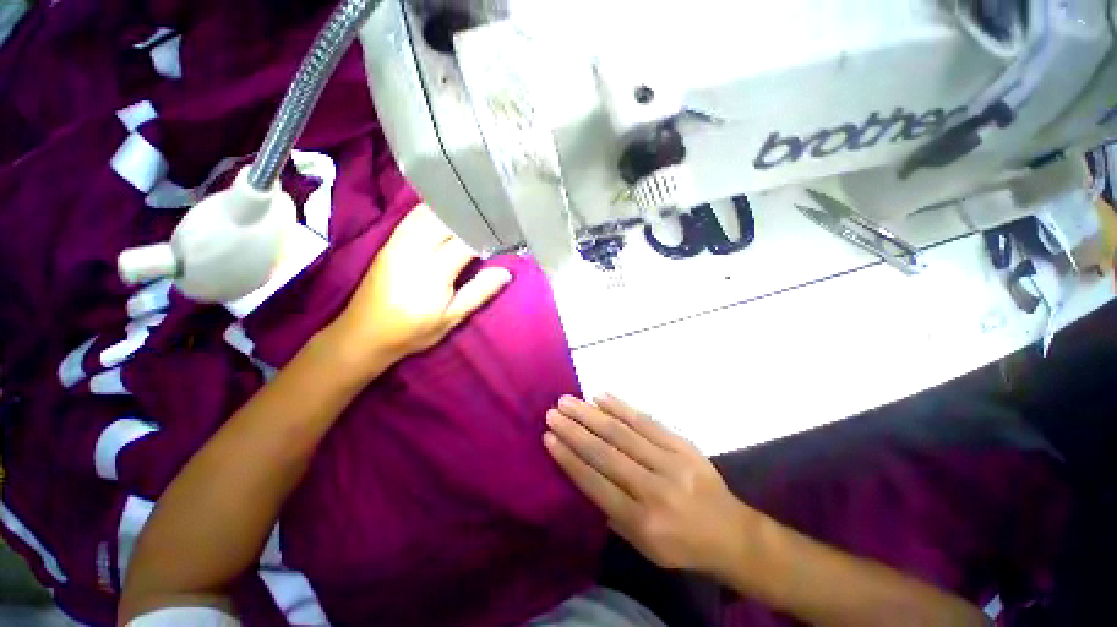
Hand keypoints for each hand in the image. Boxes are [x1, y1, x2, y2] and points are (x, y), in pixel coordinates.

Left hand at [328, 204, 511, 369]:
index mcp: (433, 272)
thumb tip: (505, 273)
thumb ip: (479, 293)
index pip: (465, 241)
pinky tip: (445, 214)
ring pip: (427, 212)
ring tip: (472, 213)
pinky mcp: (389, 242)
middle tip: (491, 220)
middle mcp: (414, 250)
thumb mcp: (452, 318)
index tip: (504, 234)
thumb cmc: (413, 330)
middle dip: (471, 217)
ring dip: (451, 210)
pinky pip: (413, 216)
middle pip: (446, 219)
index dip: (487, 235)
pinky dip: (433, 210)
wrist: (364, 334)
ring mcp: (397, 243)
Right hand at [544, 394, 755, 573]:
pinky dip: (621, 407)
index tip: (549, 437)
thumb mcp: (643, 546)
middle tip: (553, 412)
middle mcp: (654, 489)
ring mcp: (671, 462)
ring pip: (623, 432)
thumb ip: (611, 512)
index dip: (569, 458)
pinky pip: (647, 421)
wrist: (731, 532)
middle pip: (606, 453)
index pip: (595, 483)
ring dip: (592, 414)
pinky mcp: (682, 444)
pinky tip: (602, 396)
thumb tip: (584, 473)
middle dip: (575, 430)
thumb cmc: (682, 545)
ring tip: (569, 400)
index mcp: (642, 522)